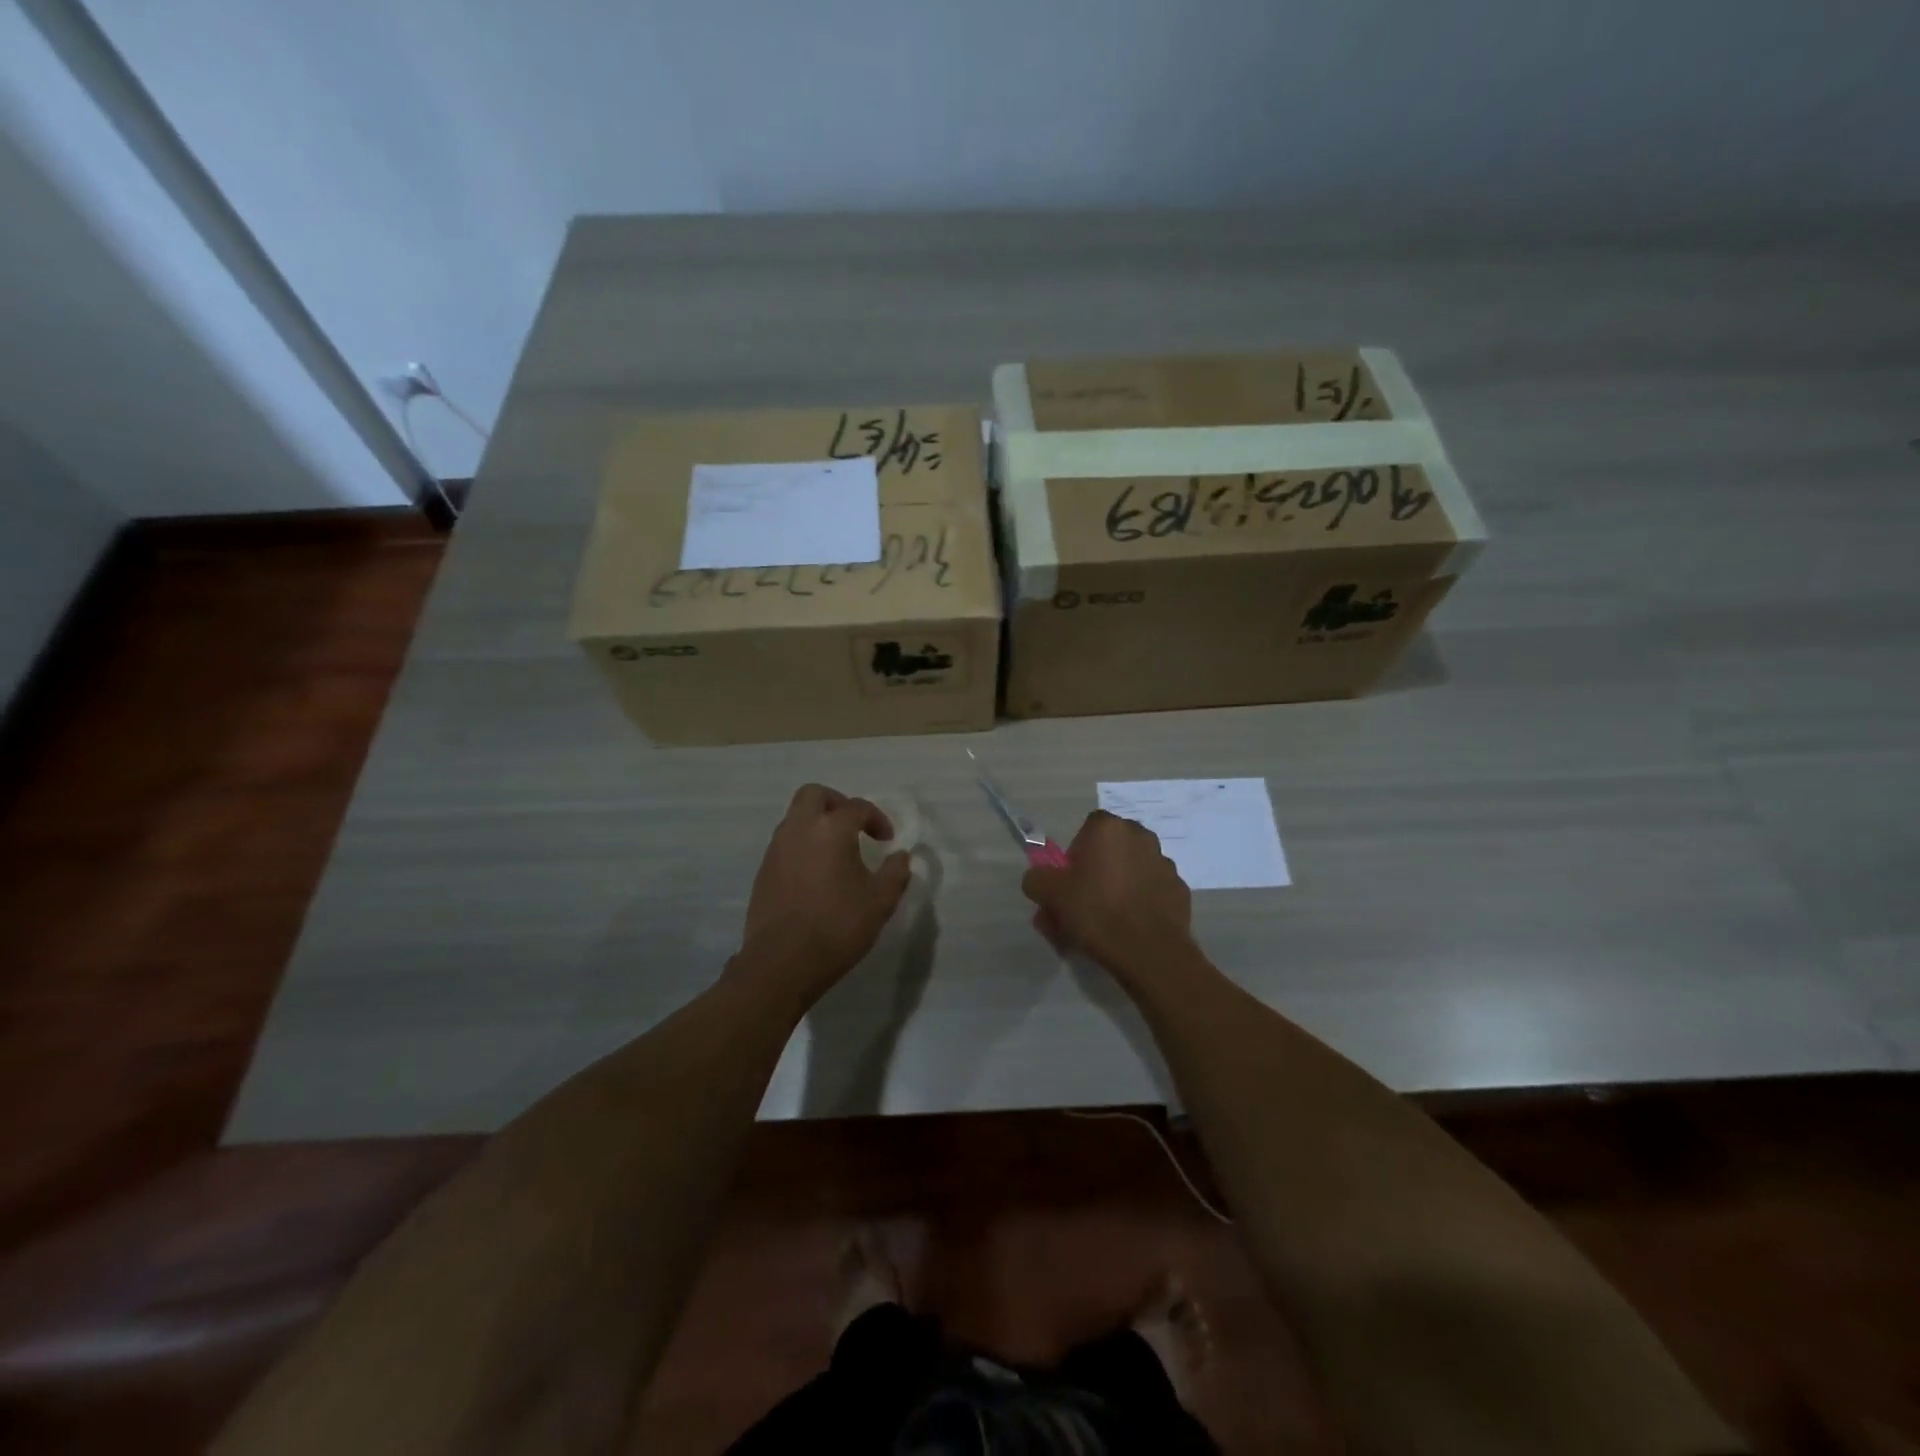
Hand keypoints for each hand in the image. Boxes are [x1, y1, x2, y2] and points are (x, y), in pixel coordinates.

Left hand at [738, 784, 911, 999]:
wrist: (782, 962)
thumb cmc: (837, 926)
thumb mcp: (880, 901)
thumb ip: (895, 873)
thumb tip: (900, 857)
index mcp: (830, 829)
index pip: (857, 807)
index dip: (877, 819)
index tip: (887, 841)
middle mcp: (799, 829)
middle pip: (814, 795)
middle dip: (837, 803)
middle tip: (854, 826)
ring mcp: (776, 849)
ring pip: (795, 818)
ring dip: (817, 825)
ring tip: (837, 853)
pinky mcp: (763, 871)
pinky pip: (785, 844)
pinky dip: (803, 847)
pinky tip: (816, 875)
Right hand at [1021, 810, 1197, 985]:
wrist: (1150, 953)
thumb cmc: (1096, 913)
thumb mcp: (1049, 894)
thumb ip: (1036, 879)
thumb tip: (1040, 879)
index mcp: (1109, 829)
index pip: (1086, 830)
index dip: (1074, 856)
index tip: (1068, 883)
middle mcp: (1141, 836)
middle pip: (1109, 851)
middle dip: (1095, 873)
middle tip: (1081, 907)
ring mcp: (1164, 863)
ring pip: (1130, 872)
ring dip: (1117, 888)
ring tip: (1105, 925)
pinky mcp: (1180, 890)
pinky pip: (1150, 892)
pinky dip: (1139, 904)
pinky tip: (1129, 929)